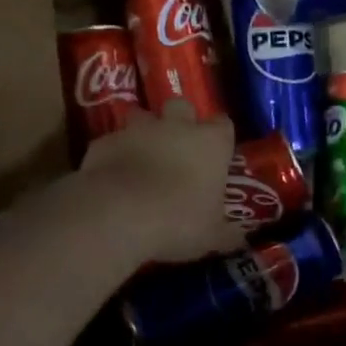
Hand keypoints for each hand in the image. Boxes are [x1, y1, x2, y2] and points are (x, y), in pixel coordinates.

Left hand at [76, 102, 244, 262]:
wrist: (118, 215)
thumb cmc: (178, 222)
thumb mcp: (211, 236)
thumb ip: (227, 234)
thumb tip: (241, 240)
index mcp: (210, 144)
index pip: (223, 124)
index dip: (220, 137)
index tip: (218, 154)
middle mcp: (175, 126)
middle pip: (181, 106)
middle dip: (180, 120)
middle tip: (178, 147)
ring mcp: (136, 131)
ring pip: (142, 116)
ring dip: (143, 132)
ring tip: (142, 157)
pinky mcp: (104, 142)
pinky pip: (112, 142)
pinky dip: (114, 154)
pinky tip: (112, 176)